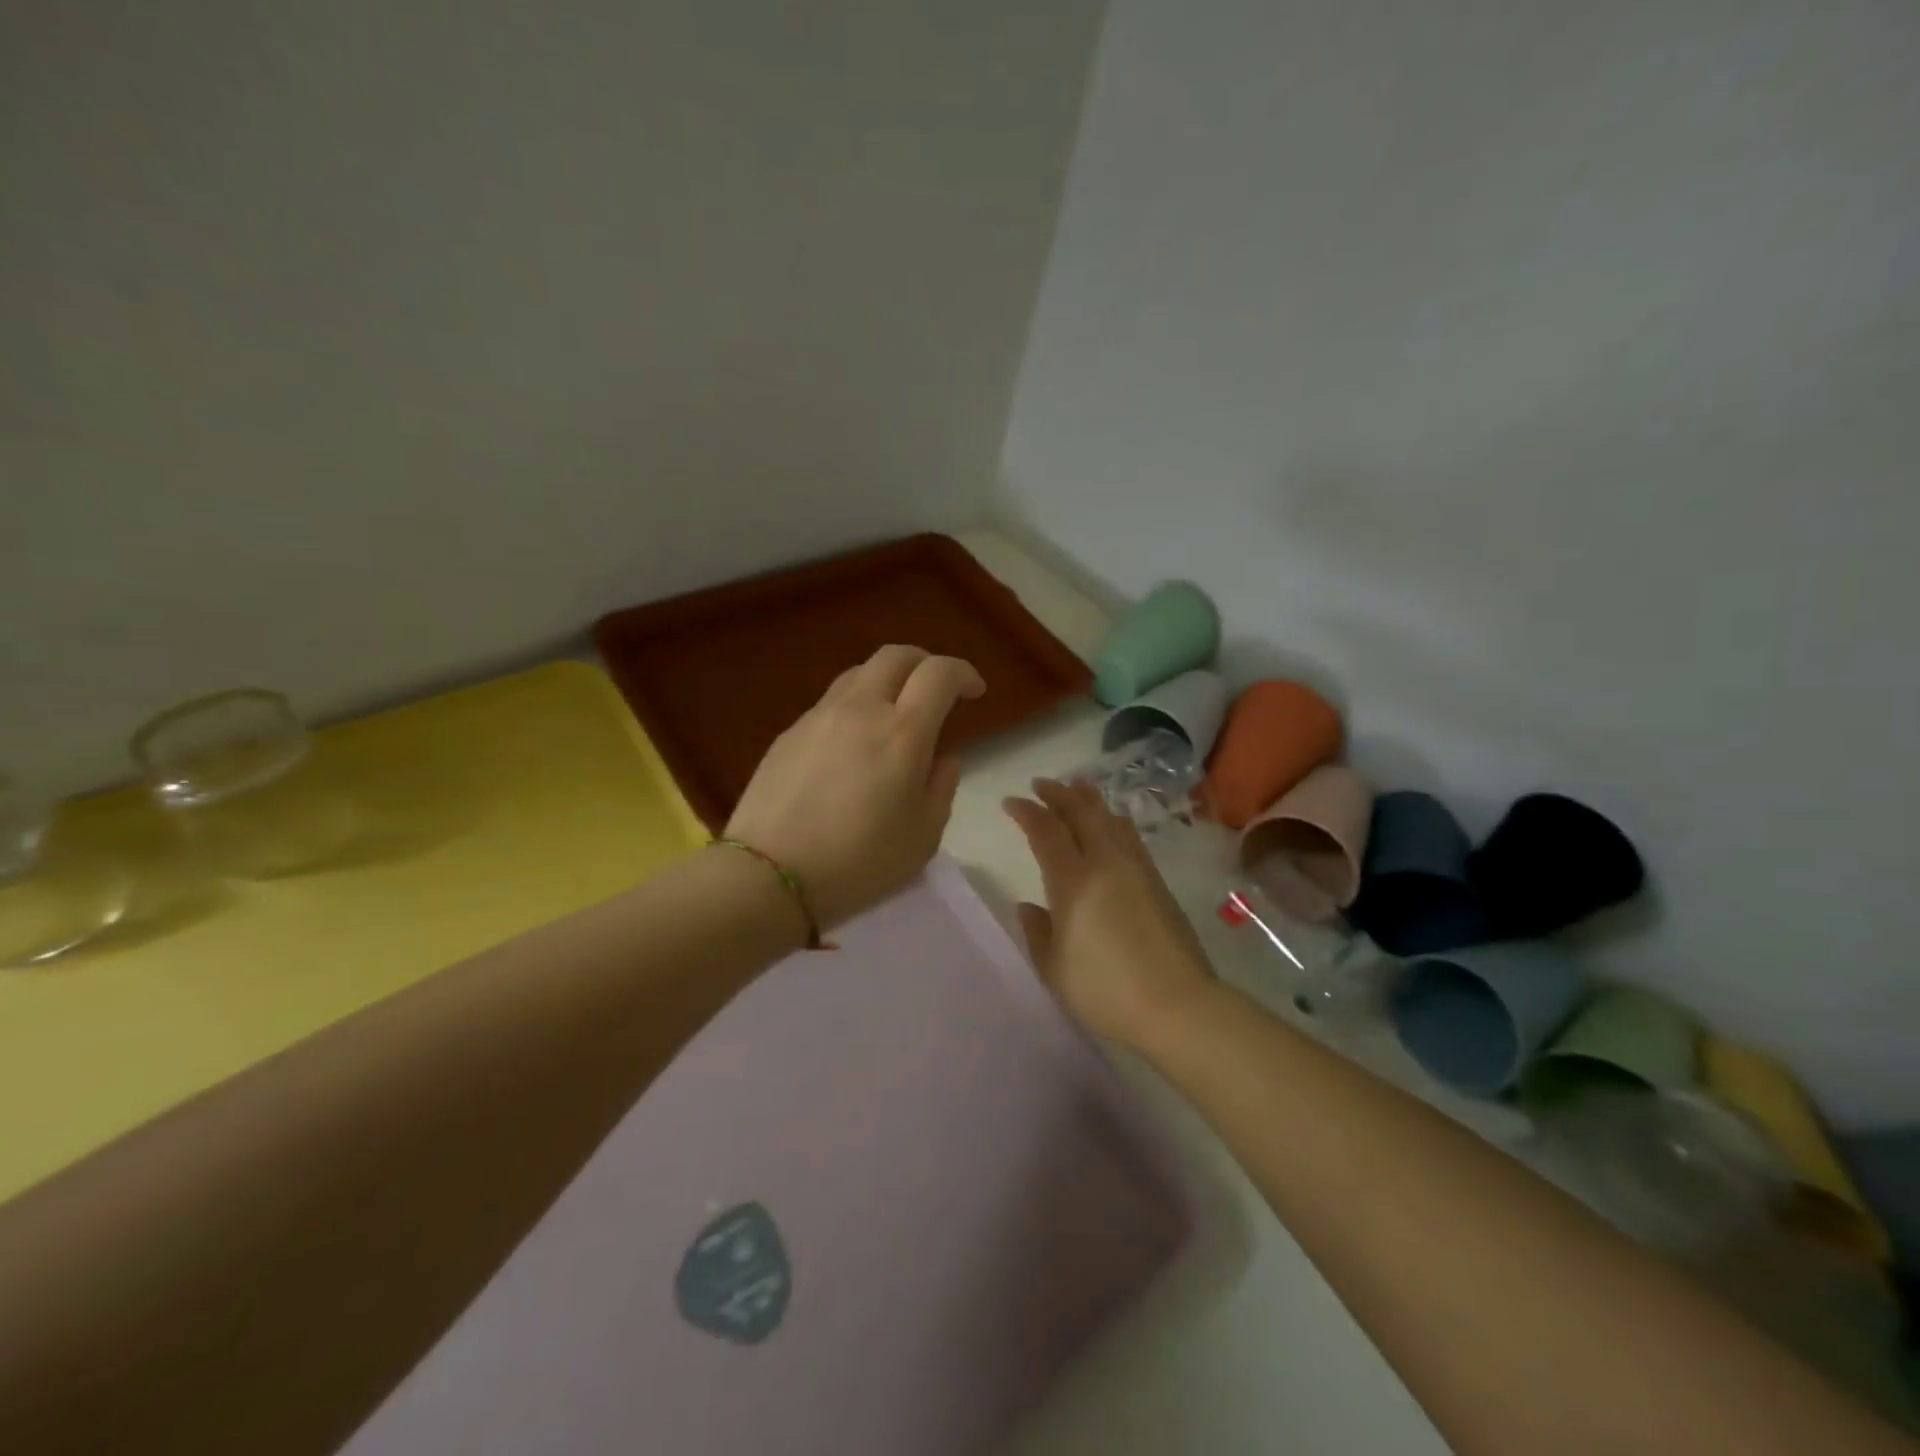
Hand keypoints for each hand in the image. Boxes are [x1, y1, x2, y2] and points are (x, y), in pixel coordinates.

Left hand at [726, 645, 985, 928]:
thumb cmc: (858, 863)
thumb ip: (941, 788)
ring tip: (893, 714)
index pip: (939, 673)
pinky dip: (855, 707)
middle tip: (936, 691)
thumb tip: (942, 759)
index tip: (974, 692)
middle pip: (896, 655)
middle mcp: (860, 710)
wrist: (768, 876)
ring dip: (887, 681)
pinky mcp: (789, 733)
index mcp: (902, 733)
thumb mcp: (923, 837)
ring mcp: (818, 717)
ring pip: (859, 673)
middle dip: (924, 663)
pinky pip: (831, 702)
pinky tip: (852, 744)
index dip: (963, 673)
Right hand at [1002, 780, 1217, 1048]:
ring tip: (1077, 789)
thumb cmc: (1106, 992)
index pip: (1046, 831)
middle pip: (1081, 813)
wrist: (1179, 1006)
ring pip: (1110, 819)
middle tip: (1041, 784)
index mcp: (1074, 882)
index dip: (1026, 812)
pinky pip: (1129, 835)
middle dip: (1058, 794)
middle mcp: (1106, 864)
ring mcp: (1136, 869)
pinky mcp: (1158, 882)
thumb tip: (1028, 906)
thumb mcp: (1055, 969)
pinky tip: (1111, 823)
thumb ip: (1037, 932)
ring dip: (1089, 800)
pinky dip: (1113, 819)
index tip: (1011, 802)